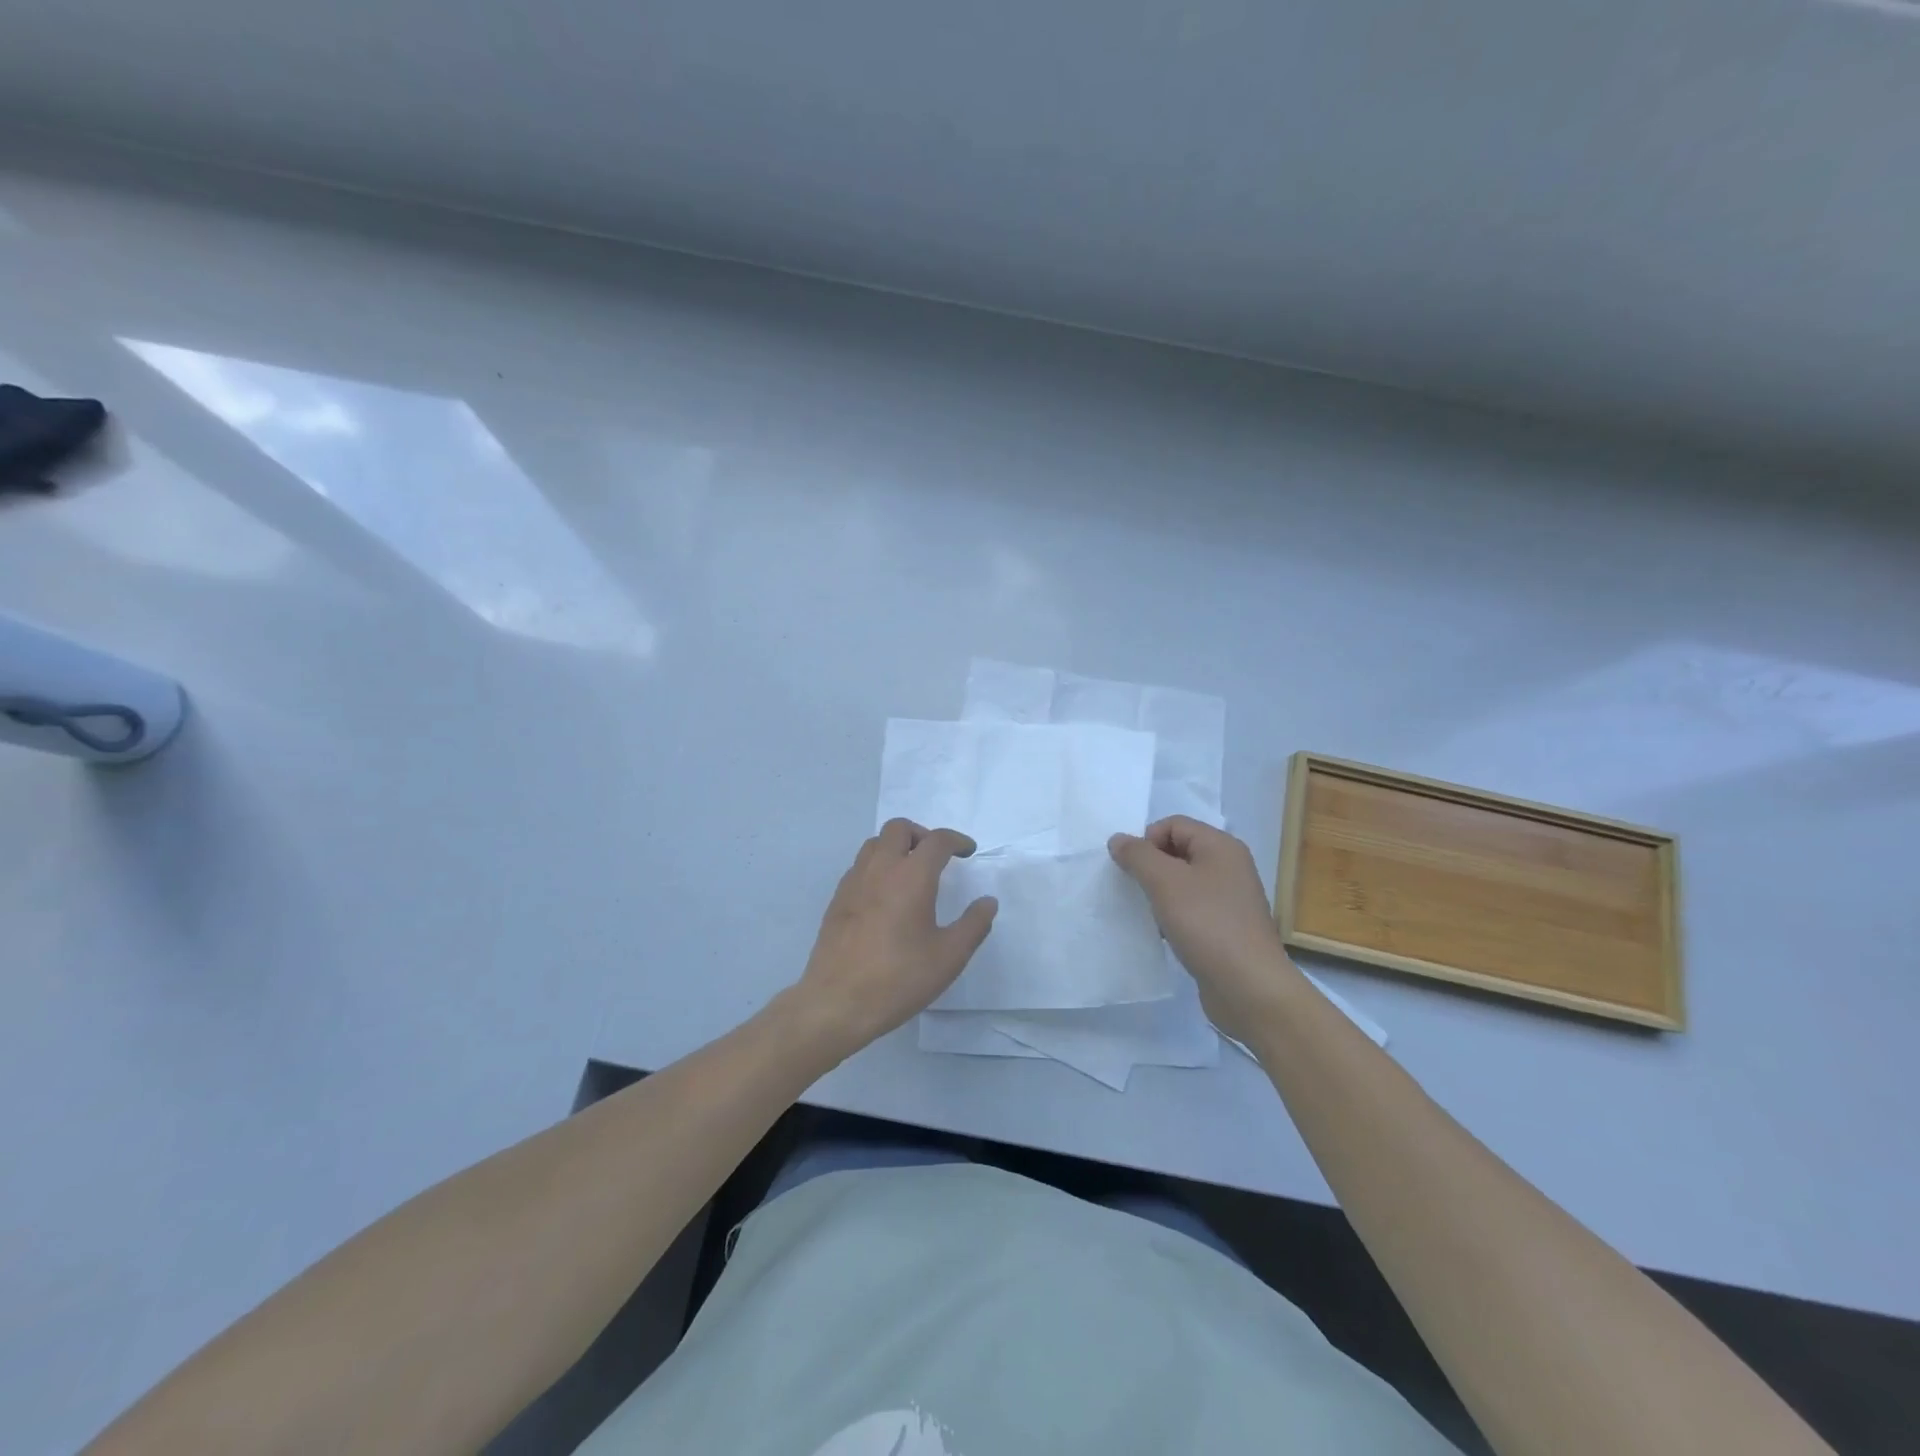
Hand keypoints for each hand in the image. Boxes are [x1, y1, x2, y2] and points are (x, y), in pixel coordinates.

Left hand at [788, 818, 997, 1056]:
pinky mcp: (837, 899)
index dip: (956, 841)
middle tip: (937, 858)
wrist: (837, 1002)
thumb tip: (988, 902)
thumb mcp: (949, 957)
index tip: (968, 851)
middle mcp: (880, 869)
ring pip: (875, 843)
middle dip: (922, 835)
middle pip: (899, 829)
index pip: (937, 840)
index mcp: (912, 877)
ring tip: (911, 872)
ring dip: (896, 847)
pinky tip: (886, 895)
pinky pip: (860, 865)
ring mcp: (854, 882)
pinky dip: (877, 866)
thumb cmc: (899, 978)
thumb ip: (974, 925)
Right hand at [1108, 816, 1295, 1037]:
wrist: (1249, 987)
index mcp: (1221, 847)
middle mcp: (1230, 867)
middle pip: (1178, 851)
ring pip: (1183, 883)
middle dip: (1151, 867)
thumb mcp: (1165, 882)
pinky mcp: (1227, 928)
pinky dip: (1174, 916)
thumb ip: (1138, 855)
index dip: (1147, 840)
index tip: (1131, 869)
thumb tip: (1118, 839)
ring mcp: (1231, 899)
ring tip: (1148, 914)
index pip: (1173, 824)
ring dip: (1160, 894)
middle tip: (1134, 890)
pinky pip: (1192, 909)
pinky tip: (1164, 934)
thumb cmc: (1207, 924)